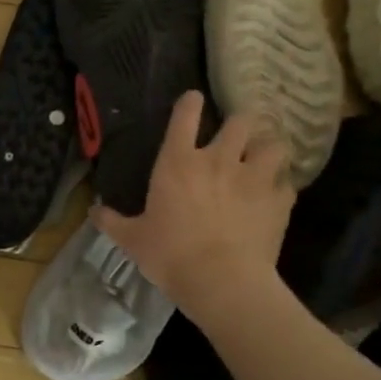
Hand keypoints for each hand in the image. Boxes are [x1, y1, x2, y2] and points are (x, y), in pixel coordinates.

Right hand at [92, 91, 292, 310]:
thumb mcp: (132, 239)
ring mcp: (253, 178)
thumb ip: (112, 221)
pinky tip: (275, 195)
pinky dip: (281, 186)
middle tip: (236, 136)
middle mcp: (218, 160)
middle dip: (239, 124)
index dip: (190, 103)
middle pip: (239, 122)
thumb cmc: (170, 255)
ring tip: (263, 158)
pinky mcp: (279, 201)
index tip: (194, 98)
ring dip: (267, 149)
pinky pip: (287, 183)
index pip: (185, 117)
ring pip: (273, 145)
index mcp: (178, 163)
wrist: (222, 282)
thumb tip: (94, 211)